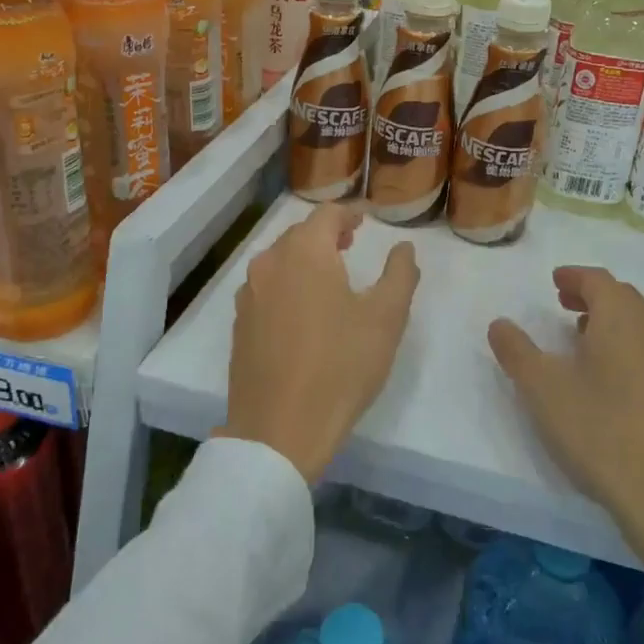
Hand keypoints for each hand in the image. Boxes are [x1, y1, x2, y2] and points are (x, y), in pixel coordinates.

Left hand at [220, 203, 419, 483]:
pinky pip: (265, 290)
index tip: (364, 223)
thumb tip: (404, 248)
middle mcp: (269, 264)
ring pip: (278, 262)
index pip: (327, 215)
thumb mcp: (386, 318)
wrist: (280, 428)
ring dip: (303, 260)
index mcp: (304, 253)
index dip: (348, 214)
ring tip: (327, 278)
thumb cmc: (341, 366)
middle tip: (350, 245)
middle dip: (325, 235)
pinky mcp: (239, 325)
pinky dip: (285, 286)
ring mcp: (248, 295)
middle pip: (298, 235)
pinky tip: (301, 313)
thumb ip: (399, 274)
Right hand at [487, 266, 643, 553]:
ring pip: (641, 328)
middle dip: (592, 296)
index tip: (554, 281)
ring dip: (611, 324)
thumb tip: (500, 324)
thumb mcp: (542, 388)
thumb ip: (516, 351)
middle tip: (563, 305)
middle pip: (624, 299)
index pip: (599, 280)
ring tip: (582, 342)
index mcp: (622, 320)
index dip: (574, 276)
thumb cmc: (600, 430)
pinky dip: (628, 350)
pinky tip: (610, 383)